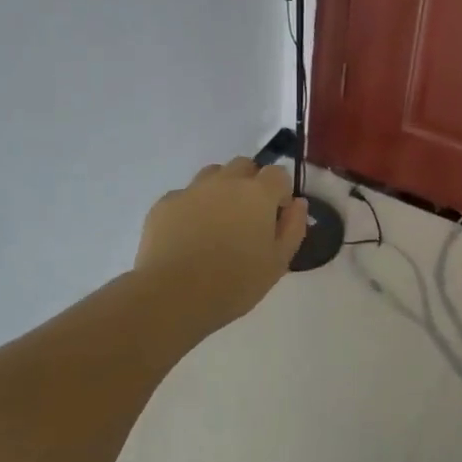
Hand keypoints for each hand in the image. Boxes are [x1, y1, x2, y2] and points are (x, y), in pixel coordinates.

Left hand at [134, 157, 308, 327]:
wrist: (174, 295)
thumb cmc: (235, 283)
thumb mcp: (278, 263)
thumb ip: (293, 227)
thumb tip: (297, 203)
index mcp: (257, 194)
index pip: (278, 173)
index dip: (281, 192)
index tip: (277, 216)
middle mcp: (225, 182)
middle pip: (244, 166)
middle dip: (251, 183)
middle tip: (248, 217)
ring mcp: (192, 190)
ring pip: (213, 175)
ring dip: (221, 189)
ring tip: (218, 222)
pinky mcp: (165, 203)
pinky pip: (185, 195)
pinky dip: (192, 207)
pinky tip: (188, 235)